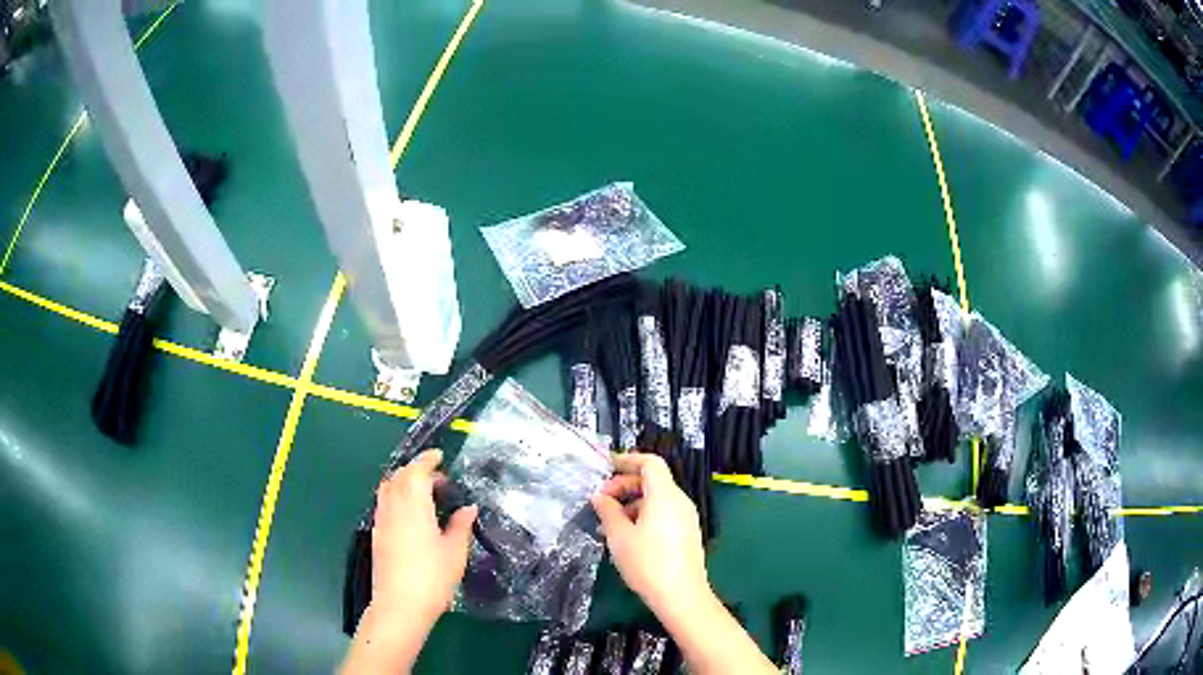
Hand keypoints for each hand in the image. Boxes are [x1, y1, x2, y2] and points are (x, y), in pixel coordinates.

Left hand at [371, 449, 477, 625]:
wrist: (400, 604)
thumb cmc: (433, 577)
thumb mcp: (455, 552)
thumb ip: (461, 526)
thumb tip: (468, 507)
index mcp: (414, 505)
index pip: (416, 471)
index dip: (427, 460)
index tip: (440, 456)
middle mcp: (393, 507)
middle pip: (399, 476)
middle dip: (416, 470)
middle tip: (438, 478)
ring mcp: (381, 520)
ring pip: (388, 488)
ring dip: (403, 482)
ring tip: (423, 493)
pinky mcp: (377, 534)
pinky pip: (384, 503)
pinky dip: (396, 496)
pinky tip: (410, 514)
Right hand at [590, 453, 710, 617]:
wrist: (681, 596)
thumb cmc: (648, 563)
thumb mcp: (619, 537)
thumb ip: (607, 511)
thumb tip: (599, 497)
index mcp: (665, 496)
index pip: (650, 463)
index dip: (627, 460)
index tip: (605, 468)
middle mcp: (679, 501)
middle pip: (652, 481)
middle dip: (624, 486)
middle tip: (600, 502)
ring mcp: (686, 518)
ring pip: (657, 499)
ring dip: (631, 503)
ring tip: (608, 523)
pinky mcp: (687, 533)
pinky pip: (664, 513)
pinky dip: (644, 516)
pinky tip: (626, 536)